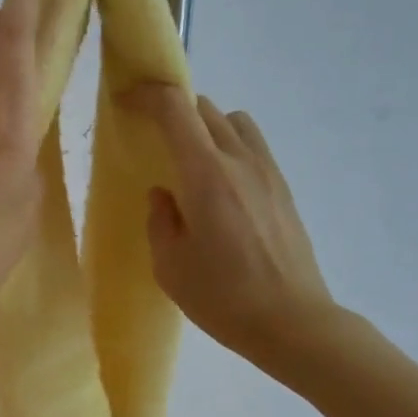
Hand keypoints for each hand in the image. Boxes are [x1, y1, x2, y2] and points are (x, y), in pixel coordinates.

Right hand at [120, 85, 346, 383]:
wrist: (292, 321)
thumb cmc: (222, 297)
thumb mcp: (170, 266)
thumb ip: (161, 220)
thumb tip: (164, 194)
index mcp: (205, 175)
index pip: (175, 109)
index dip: (147, 95)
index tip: (126, 101)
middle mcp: (239, 160)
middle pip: (204, 109)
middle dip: (174, 112)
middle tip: (153, 140)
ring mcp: (267, 171)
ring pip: (233, 122)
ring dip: (206, 127)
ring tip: (189, 161)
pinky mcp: (284, 188)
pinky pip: (252, 145)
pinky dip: (229, 146)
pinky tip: (220, 186)